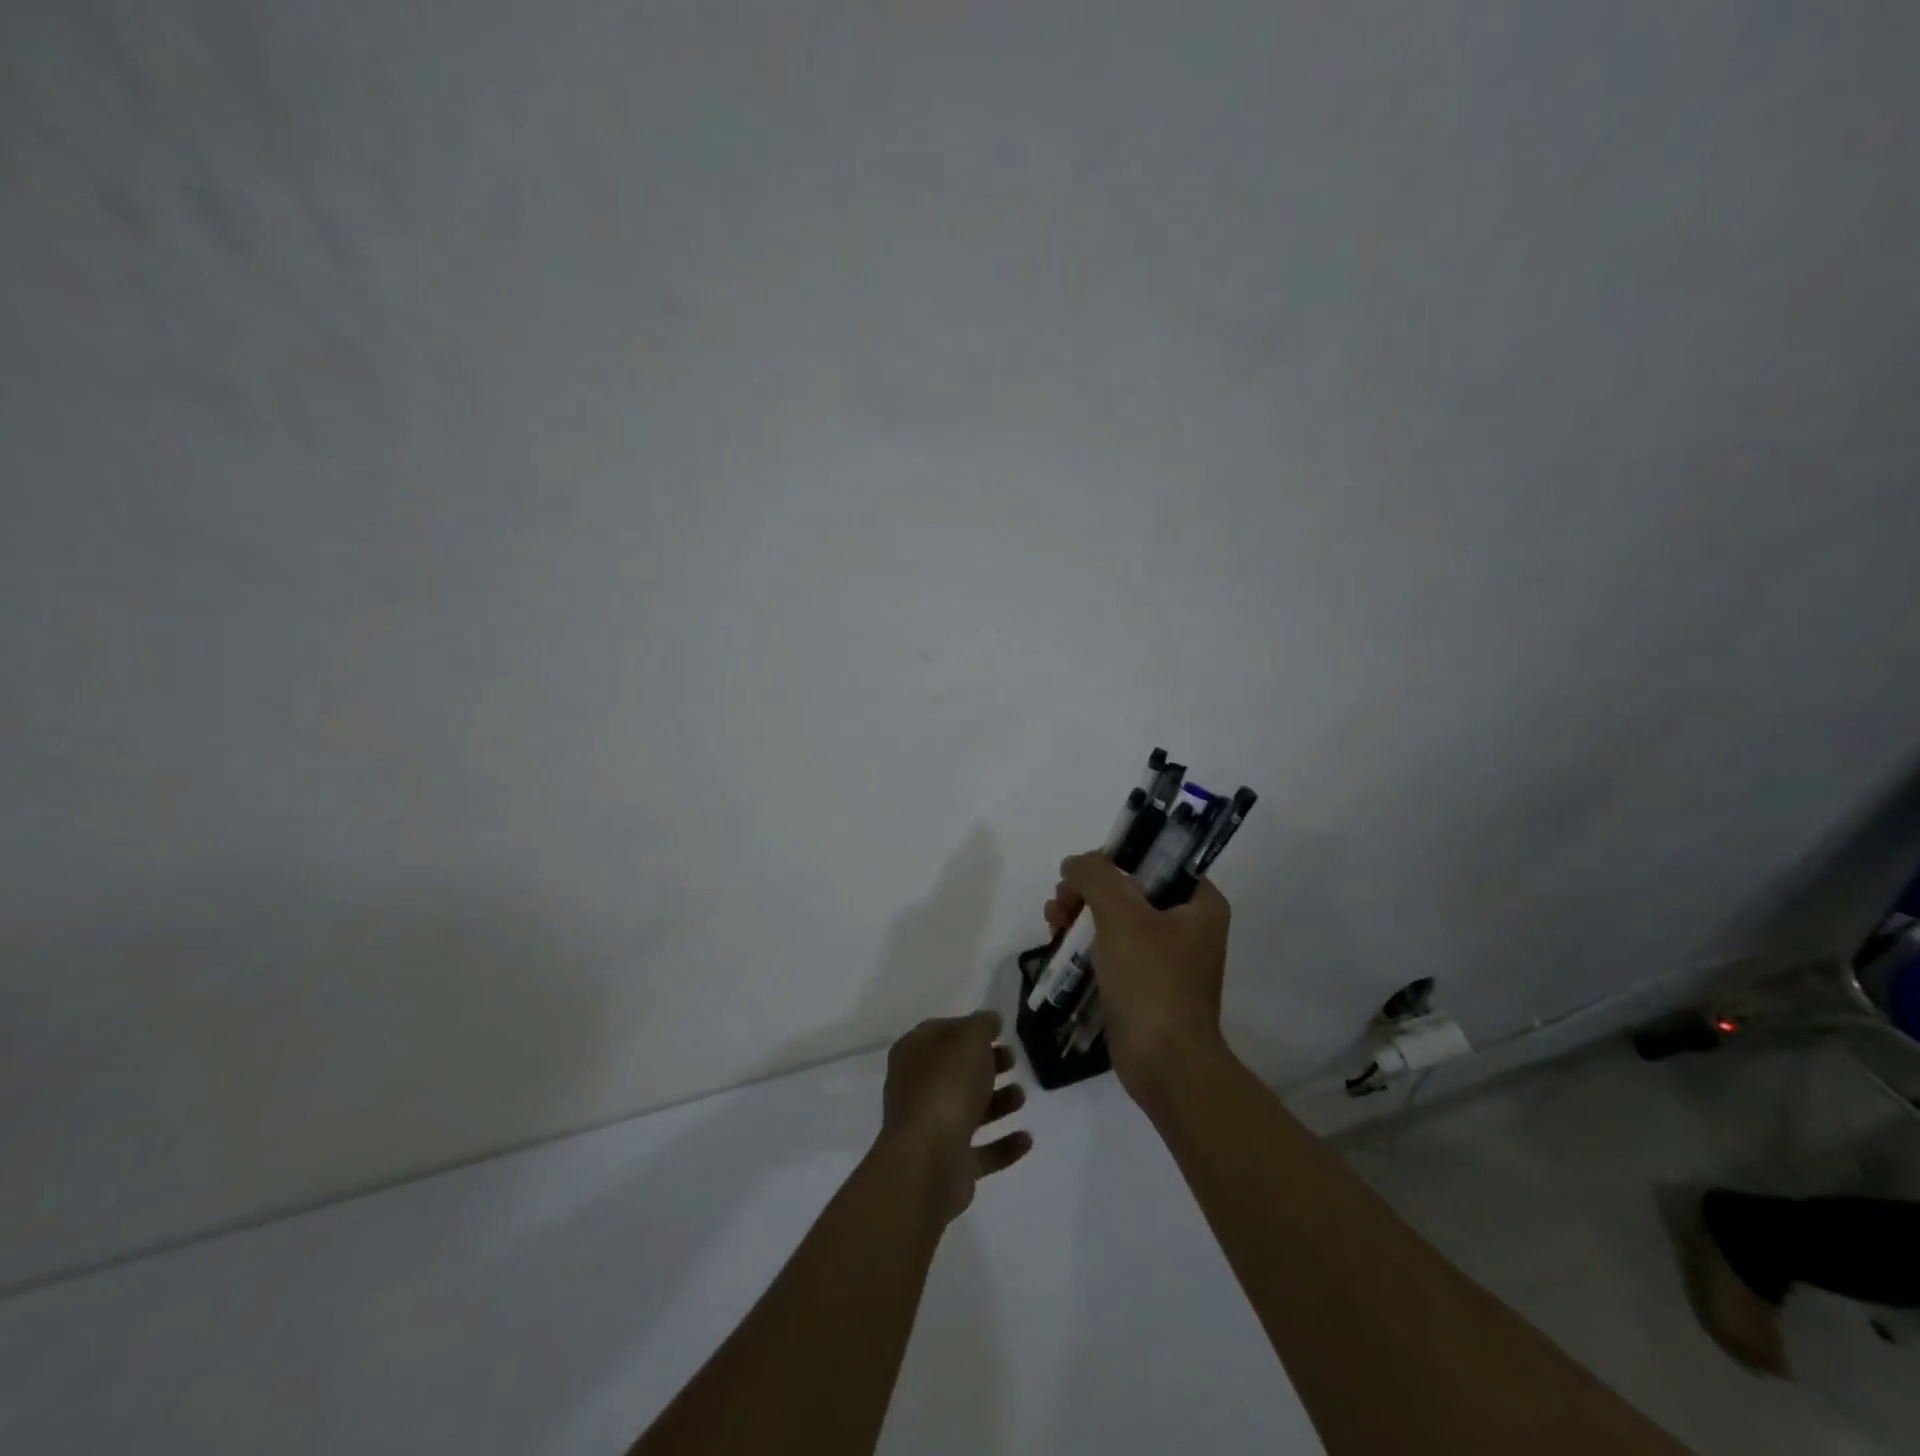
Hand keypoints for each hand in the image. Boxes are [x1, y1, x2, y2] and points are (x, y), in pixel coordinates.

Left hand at [878, 1010, 1031, 1223]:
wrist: (928, 1161)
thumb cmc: (947, 1087)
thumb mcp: (969, 1040)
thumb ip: (981, 1025)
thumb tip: (989, 1019)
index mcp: (913, 1054)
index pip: (942, 1032)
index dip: (969, 1028)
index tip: (999, 1031)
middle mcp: (917, 1089)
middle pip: (956, 1071)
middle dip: (986, 1065)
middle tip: (1012, 1060)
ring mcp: (931, 1129)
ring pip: (968, 1109)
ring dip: (997, 1102)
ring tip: (1021, 1096)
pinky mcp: (948, 1164)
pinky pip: (981, 1150)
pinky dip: (1003, 1144)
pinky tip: (1026, 1138)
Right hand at [1045, 853, 1231, 1101]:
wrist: (1164, 1064)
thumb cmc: (1151, 981)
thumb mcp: (1121, 914)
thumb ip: (1095, 875)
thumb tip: (1075, 864)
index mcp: (1200, 902)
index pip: (1155, 859)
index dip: (1115, 858)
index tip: (1082, 872)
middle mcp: (1188, 924)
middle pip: (1129, 887)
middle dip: (1089, 889)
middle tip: (1061, 900)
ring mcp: (1166, 956)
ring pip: (1115, 917)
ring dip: (1080, 912)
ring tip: (1053, 921)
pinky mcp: (1144, 982)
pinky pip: (1111, 948)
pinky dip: (1085, 941)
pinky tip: (1058, 943)